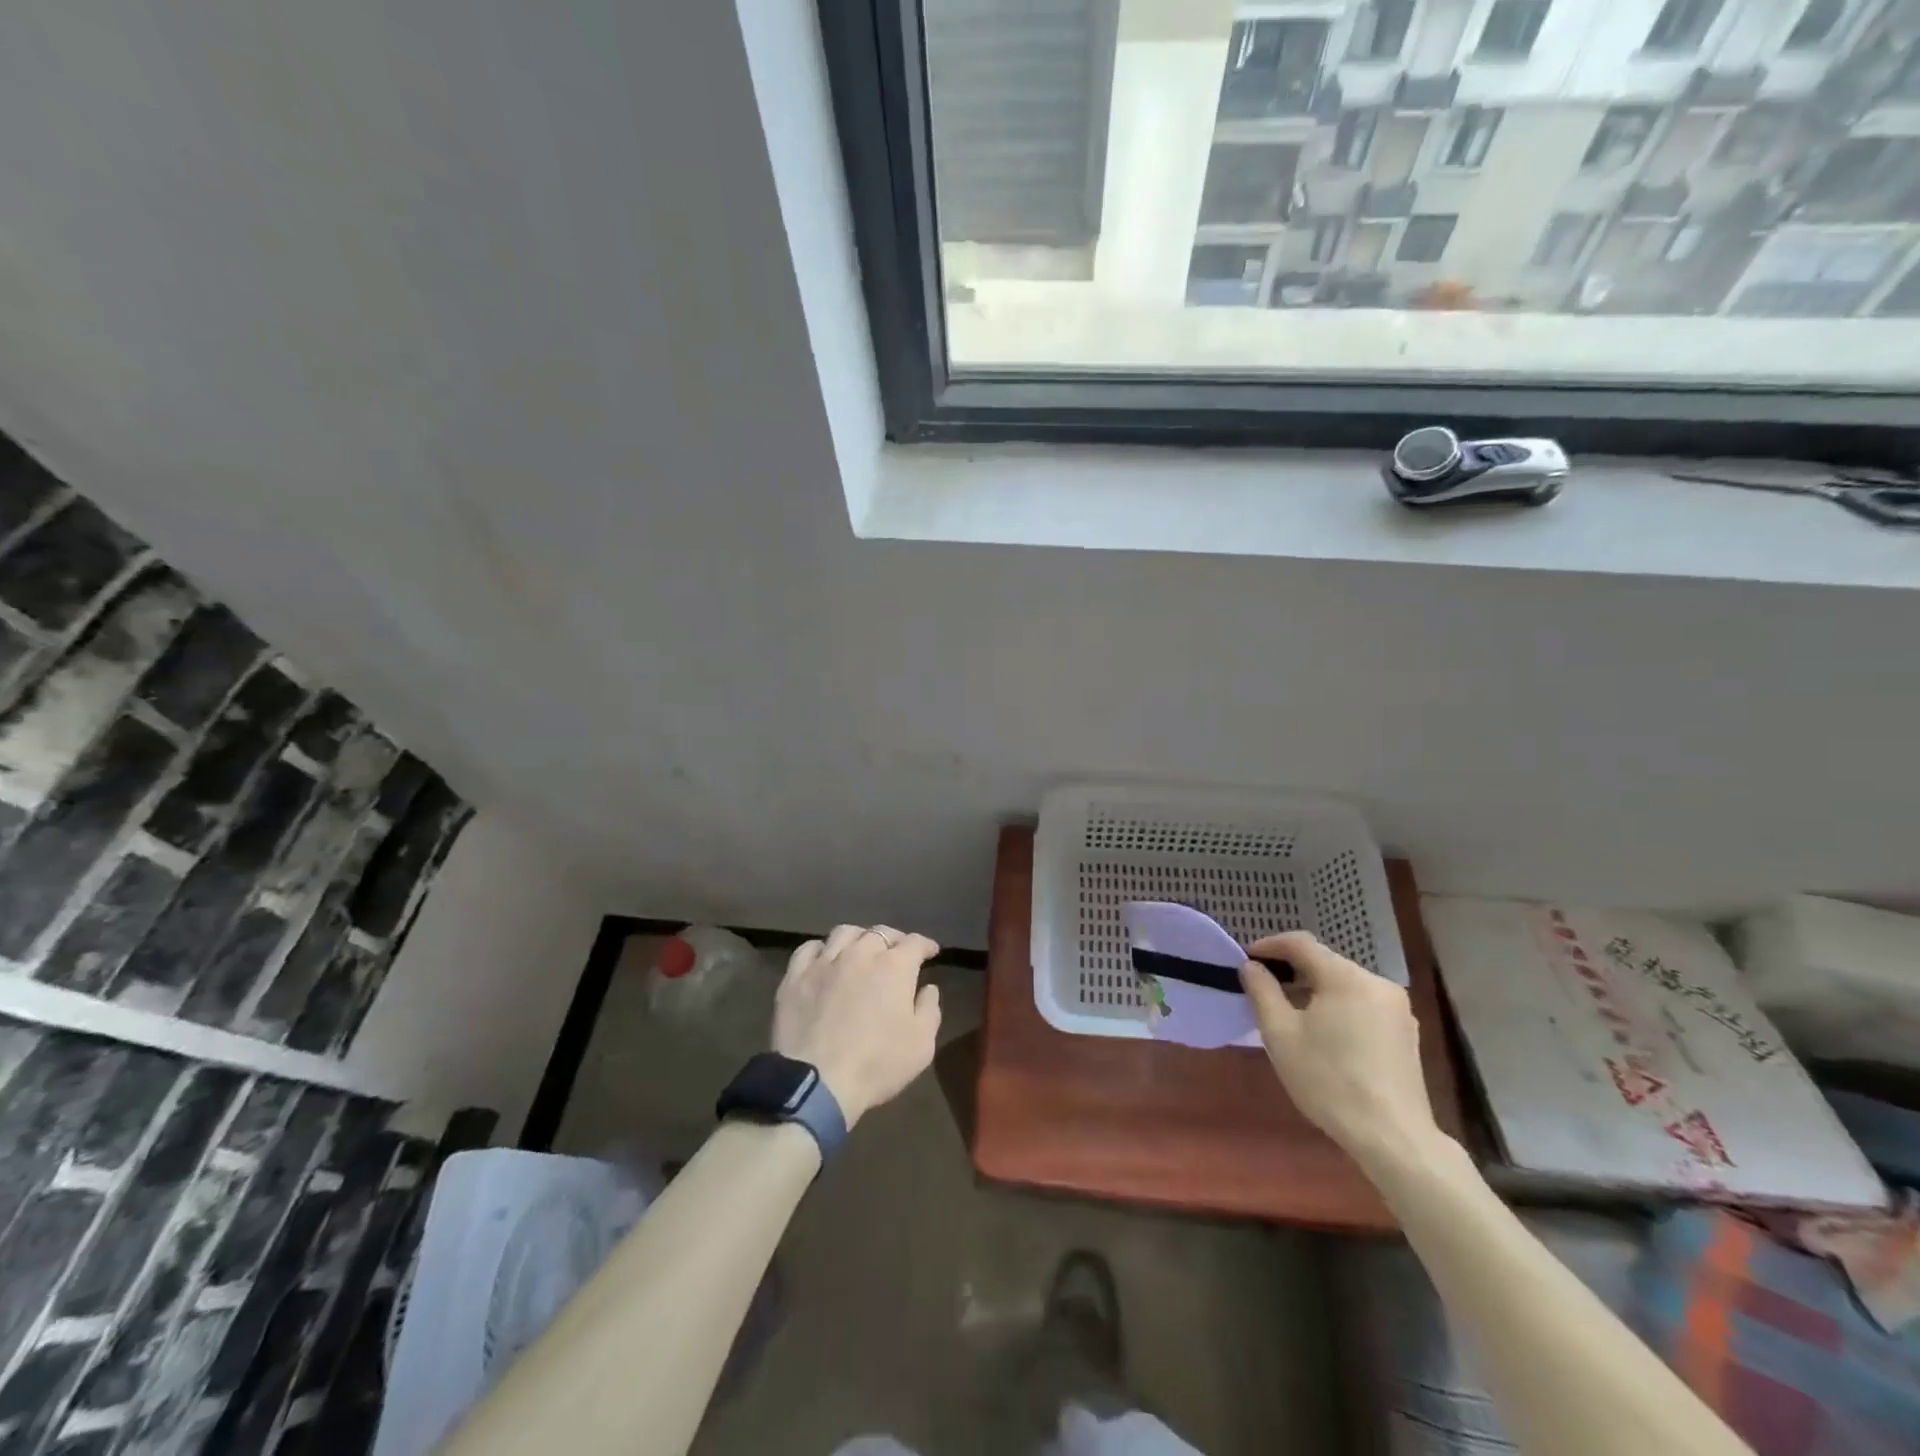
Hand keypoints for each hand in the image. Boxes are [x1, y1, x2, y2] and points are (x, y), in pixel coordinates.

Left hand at [774, 924, 941, 1128]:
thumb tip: (928, 988)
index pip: (914, 942)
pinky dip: (821, 950)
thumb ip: (929, 1009)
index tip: (931, 952)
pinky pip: (809, 949)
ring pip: (844, 933)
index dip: (925, 945)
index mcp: (894, 966)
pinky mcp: (796, 977)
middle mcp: (860, 953)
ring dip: (858, 938)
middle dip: (893, 940)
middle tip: (897, 953)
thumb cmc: (877, 1064)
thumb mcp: (922, 1044)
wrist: (817, 1082)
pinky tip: (825, 960)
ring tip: (861, 951)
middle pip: (880, 932)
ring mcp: (825, 962)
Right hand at [1238, 932, 1442, 1168]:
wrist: (1393, 1138)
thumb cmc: (1329, 1081)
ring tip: (1291, 1013)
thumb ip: (1262, 991)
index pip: (1301, 944)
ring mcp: (1397, 1009)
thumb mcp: (1280, 1034)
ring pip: (1345, 985)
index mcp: (1346, 977)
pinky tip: (1325, 1034)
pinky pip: (1363, 1004)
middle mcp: (1377, 983)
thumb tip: (1251, 966)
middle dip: (1292, 970)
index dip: (1270, 946)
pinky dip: (1338, 1007)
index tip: (1247, 959)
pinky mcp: (1406, 1033)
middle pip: (1325, 963)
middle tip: (1264, 989)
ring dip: (1315, 990)